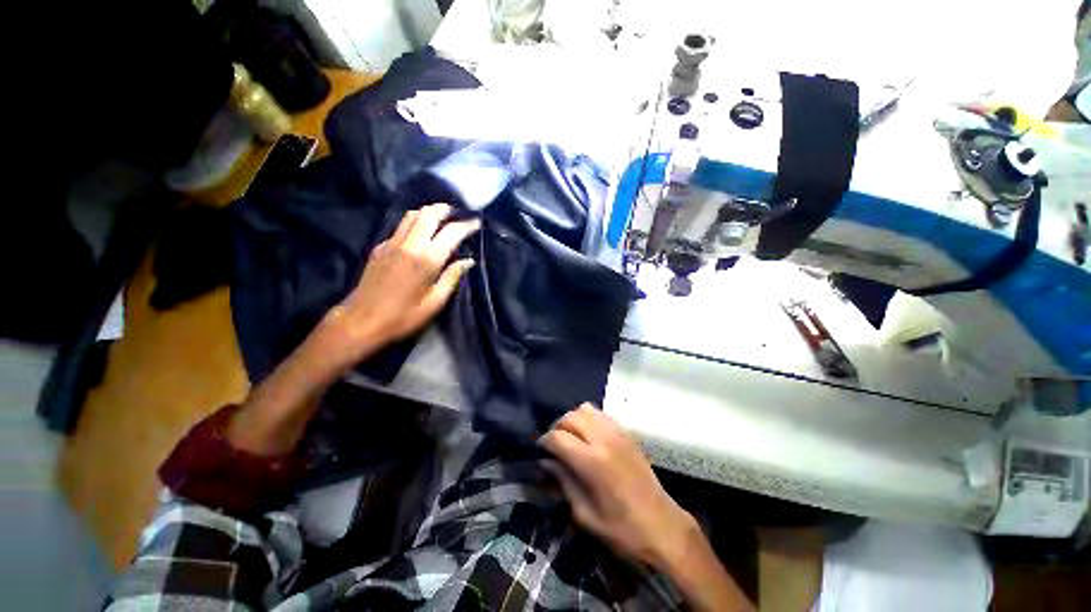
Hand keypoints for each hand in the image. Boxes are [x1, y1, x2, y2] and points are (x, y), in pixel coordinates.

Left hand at [320, 203, 478, 364]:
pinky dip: (414, 222)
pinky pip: (400, 226)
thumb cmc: (404, 316)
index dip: (467, 225)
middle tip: (458, 213)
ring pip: (412, 215)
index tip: (477, 221)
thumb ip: (452, 277)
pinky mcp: (380, 247)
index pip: (451, 232)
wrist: (362, 320)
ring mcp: (392, 243)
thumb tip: (468, 261)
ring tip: (441, 218)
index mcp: (427, 259)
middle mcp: (410, 244)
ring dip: (429, 212)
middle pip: (429, 214)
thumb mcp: (435, 301)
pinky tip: (419, 232)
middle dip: (445, 210)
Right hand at [540, 404, 697, 569]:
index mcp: (592, 461)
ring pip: (586, 409)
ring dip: (573, 419)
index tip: (541, 450)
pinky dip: (590, 418)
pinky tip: (590, 434)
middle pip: (571, 417)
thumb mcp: (585, 515)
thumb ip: (564, 482)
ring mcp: (618, 433)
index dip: (545, 441)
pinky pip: (602, 414)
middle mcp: (604, 439)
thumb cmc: (622, 528)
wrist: (662, 525)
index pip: (558, 437)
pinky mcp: (627, 433)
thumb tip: (547, 462)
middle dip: (557, 426)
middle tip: (554, 443)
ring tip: (571, 435)